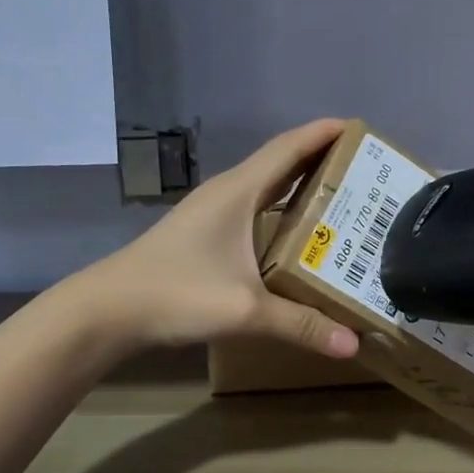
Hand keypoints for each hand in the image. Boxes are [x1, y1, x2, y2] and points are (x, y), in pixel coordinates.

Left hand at [81, 119, 360, 359]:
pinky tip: (299, 236)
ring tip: (343, 199)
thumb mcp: (245, 310)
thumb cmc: (176, 294)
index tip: (359, 127)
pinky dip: (283, 213)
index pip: (288, 149)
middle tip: (364, 171)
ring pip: (267, 188)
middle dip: (322, 160)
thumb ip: (300, 325)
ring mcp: (213, 213)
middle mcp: (227, 194)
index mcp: (238, 192)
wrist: (108, 311)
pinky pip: (256, 211)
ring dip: (302, 187)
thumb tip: (353, 345)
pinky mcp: (205, 235)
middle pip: (281, 164)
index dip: (323, 134)